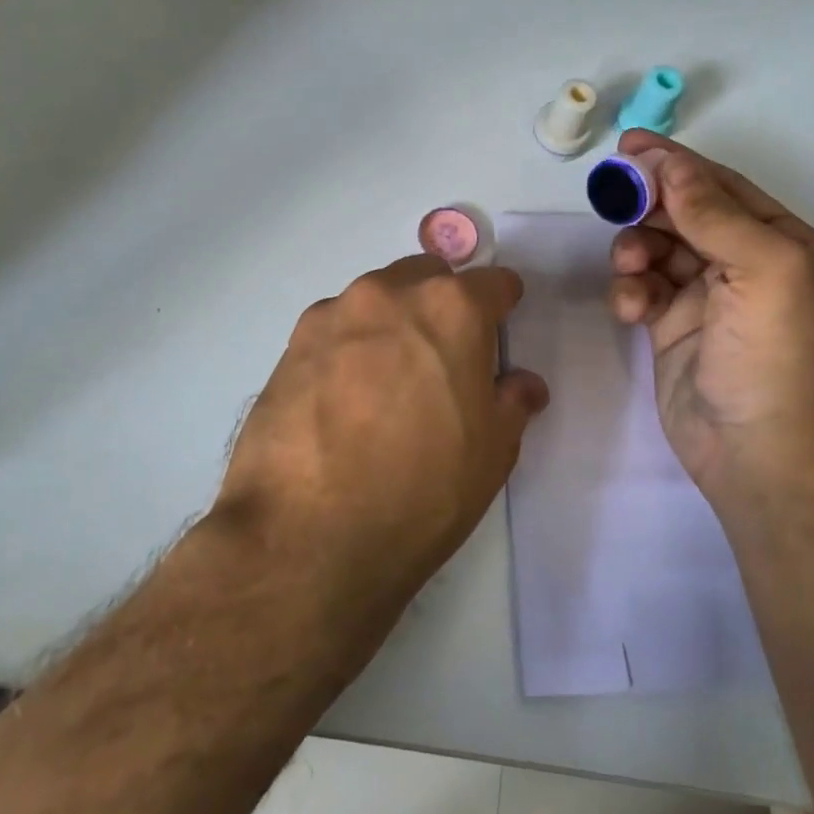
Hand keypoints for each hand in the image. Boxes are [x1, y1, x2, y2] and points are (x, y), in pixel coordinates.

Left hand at [217, 255, 549, 606]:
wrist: (308, 535)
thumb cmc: (422, 491)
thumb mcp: (492, 453)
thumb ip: (512, 402)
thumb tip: (522, 384)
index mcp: (452, 309)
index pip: (493, 282)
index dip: (502, 305)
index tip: (499, 327)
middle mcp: (390, 294)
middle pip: (428, 278)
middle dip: (442, 304)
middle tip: (443, 358)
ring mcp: (333, 314)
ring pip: (377, 299)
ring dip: (392, 322)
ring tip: (387, 382)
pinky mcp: (291, 344)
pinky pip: (335, 329)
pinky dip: (348, 347)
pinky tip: (342, 398)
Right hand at [607, 132, 813, 508]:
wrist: (752, 450)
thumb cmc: (770, 353)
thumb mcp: (761, 269)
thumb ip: (714, 213)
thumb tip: (672, 166)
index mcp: (778, 241)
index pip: (720, 186)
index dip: (675, 162)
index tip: (628, 146)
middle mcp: (743, 262)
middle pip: (683, 212)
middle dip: (648, 205)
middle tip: (613, 199)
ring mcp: (704, 295)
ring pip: (655, 247)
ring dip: (635, 249)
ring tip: (629, 266)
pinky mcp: (670, 324)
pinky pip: (641, 287)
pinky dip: (630, 290)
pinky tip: (629, 309)